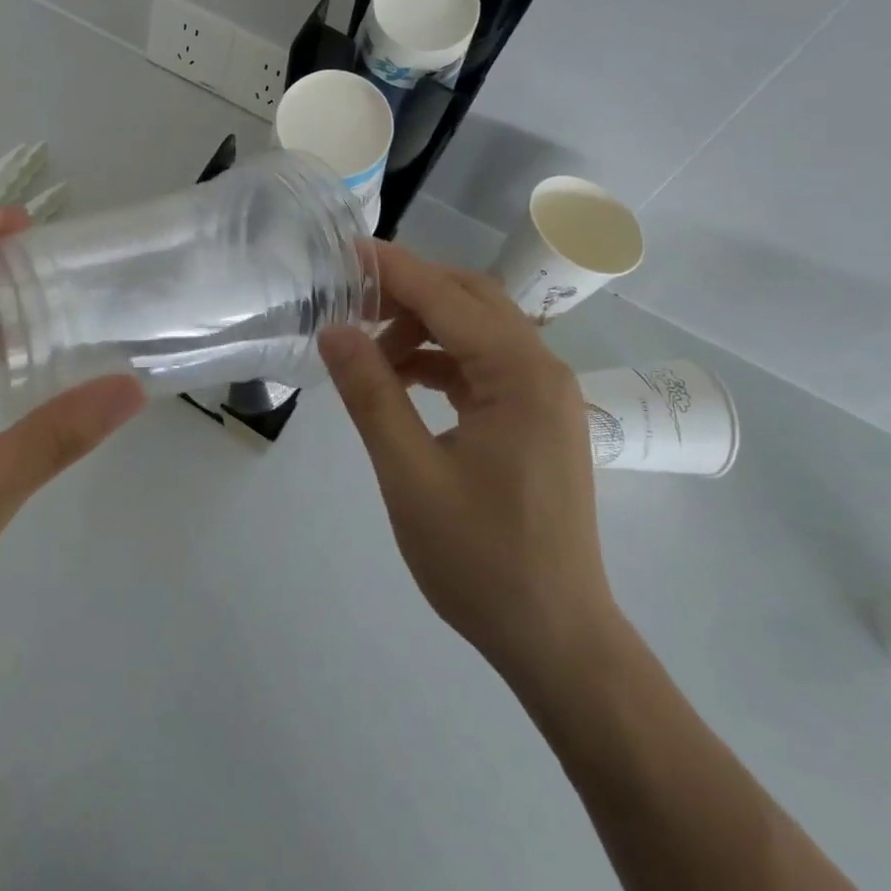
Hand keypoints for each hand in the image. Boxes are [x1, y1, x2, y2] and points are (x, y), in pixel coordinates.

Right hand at [319, 243, 616, 671]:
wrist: (557, 641)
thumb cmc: (482, 560)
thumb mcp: (409, 475)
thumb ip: (371, 394)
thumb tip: (333, 330)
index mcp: (520, 375)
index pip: (447, 297)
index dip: (392, 269)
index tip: (343, 250)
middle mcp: (542, 370)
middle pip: (469, 300)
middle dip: (408, 290)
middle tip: (349, 297)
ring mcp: (543, 394)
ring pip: (477, 329)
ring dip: (423, 326)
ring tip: (368, 347)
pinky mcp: (535, 417)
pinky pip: (483, 364)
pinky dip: (440, 358)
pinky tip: (402, 377)